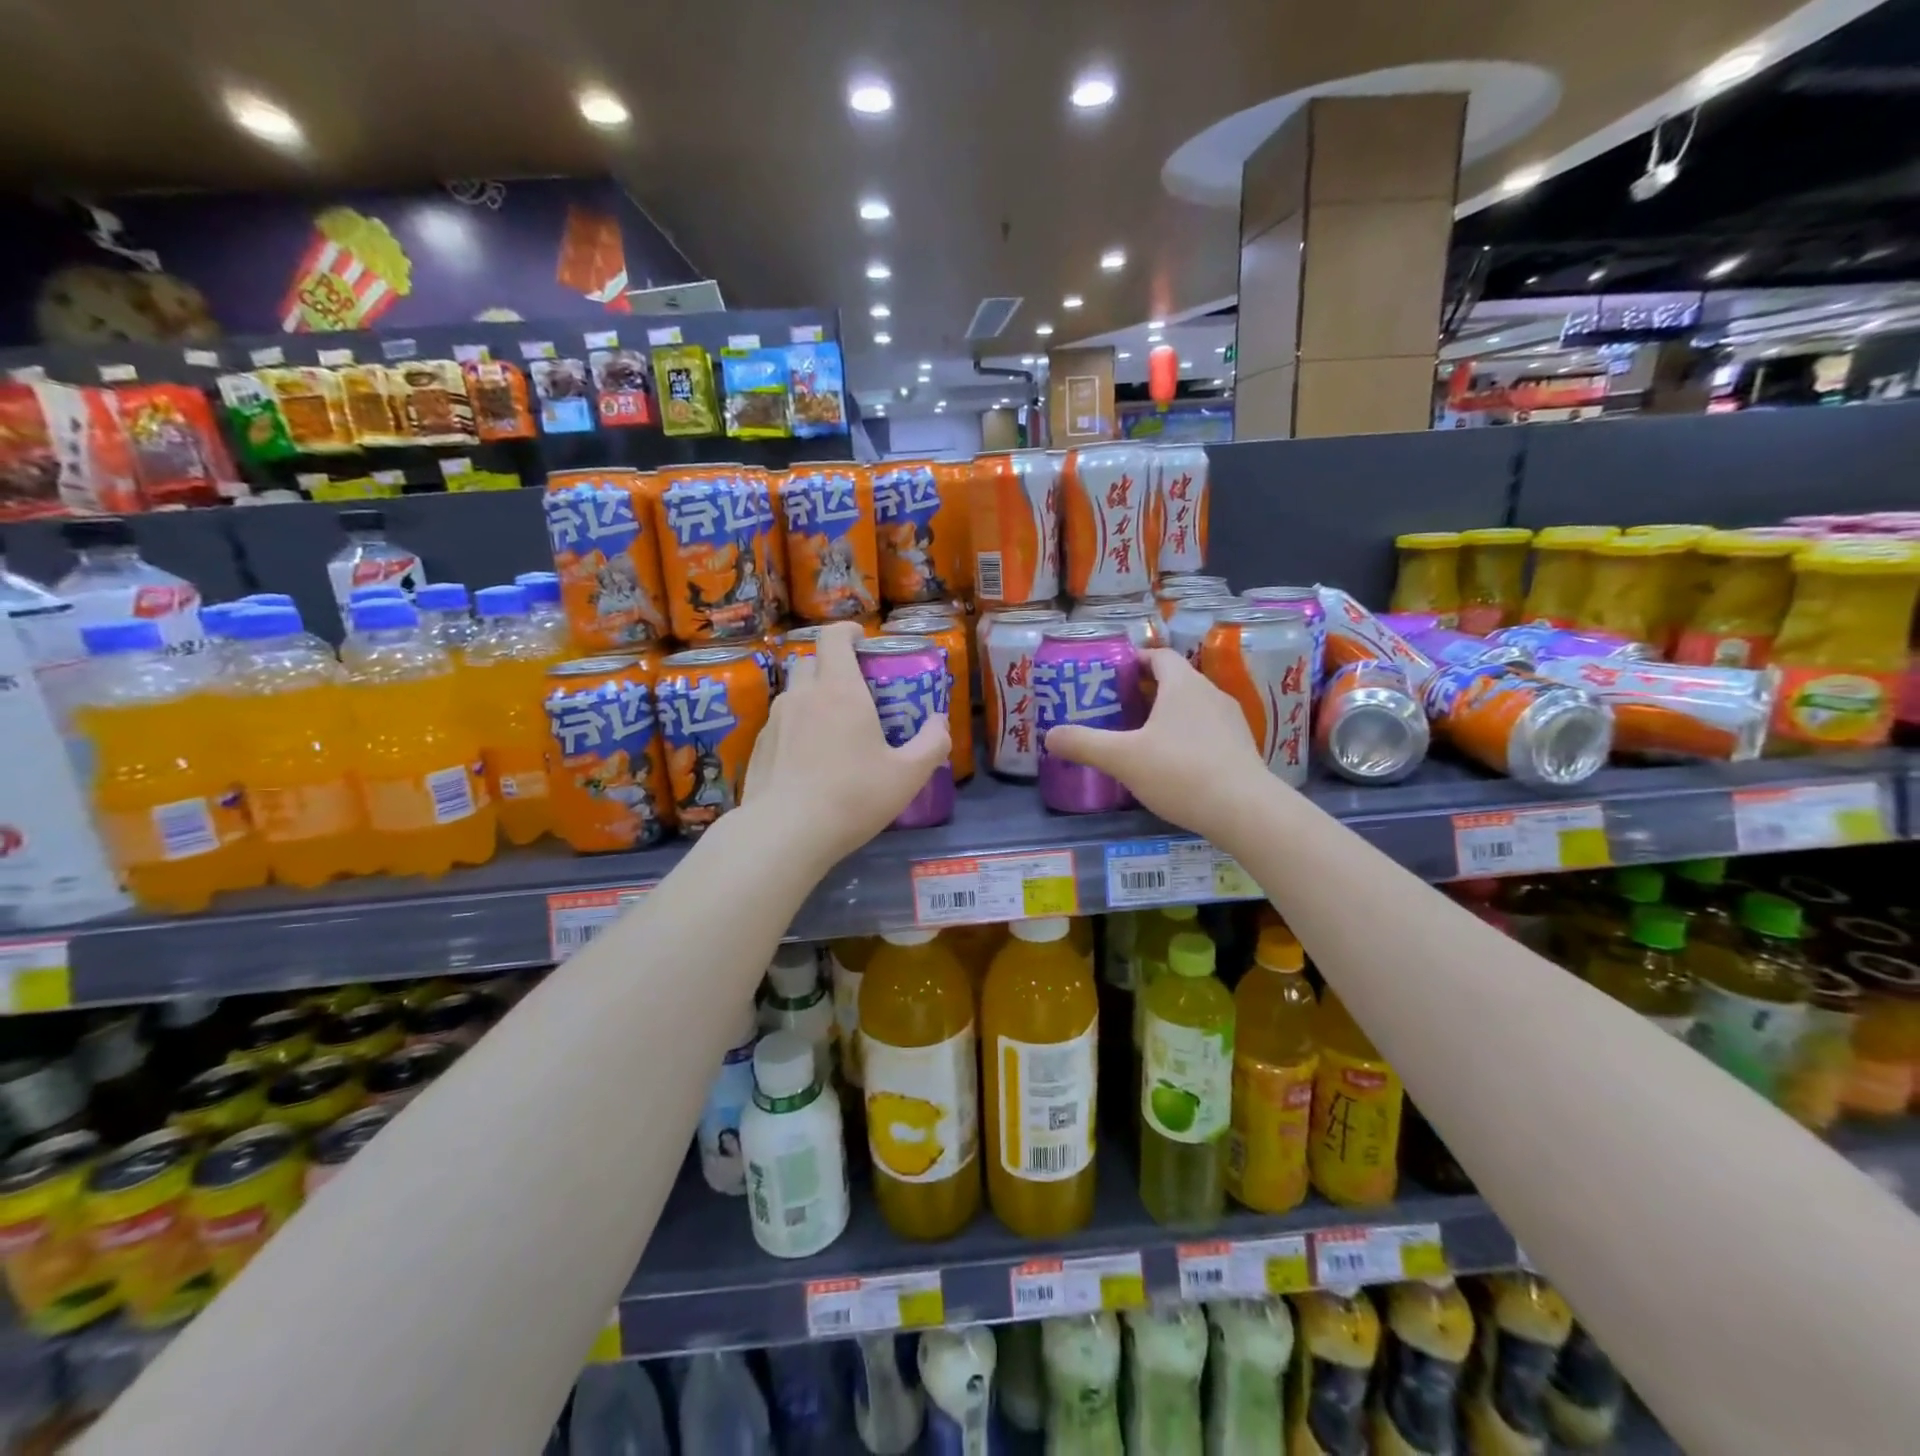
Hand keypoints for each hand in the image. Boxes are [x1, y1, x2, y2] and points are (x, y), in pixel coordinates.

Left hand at [743, 622, 950, 866]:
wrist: (784, 834)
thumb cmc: (852, 797)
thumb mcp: (907, 776)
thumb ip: (931, 745)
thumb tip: (939, 723)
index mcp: (840, 691)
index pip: (834, 637)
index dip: (848, 631)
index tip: (862, 639)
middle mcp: (803, 695)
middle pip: (812, 661)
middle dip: (832, 665)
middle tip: (854, 690)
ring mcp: (774, 721)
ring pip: (794, 693)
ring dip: (813, 697)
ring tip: (832, 728)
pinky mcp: (758, 747)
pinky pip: (780, 723)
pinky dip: (796, 727)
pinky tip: (807, 760)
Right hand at [1044, 648, 1275, 840]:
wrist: (1245, 811)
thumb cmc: (1180, 772)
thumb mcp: (1122, 758)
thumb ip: (1084, 744)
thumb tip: (1050, 735)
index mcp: (1183, 685)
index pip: (1158, 656)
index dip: (1135, 661)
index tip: (1112, 676)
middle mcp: (1210, 694)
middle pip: (1175, 681)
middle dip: (1146, 691)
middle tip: (1117, 709)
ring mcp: (1231, 721)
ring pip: (1193, 707)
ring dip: (1168, 716)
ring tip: (1141, 738)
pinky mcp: (1242, 748)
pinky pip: (1207, 731)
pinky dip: (1187, 737)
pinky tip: (1172, 765)